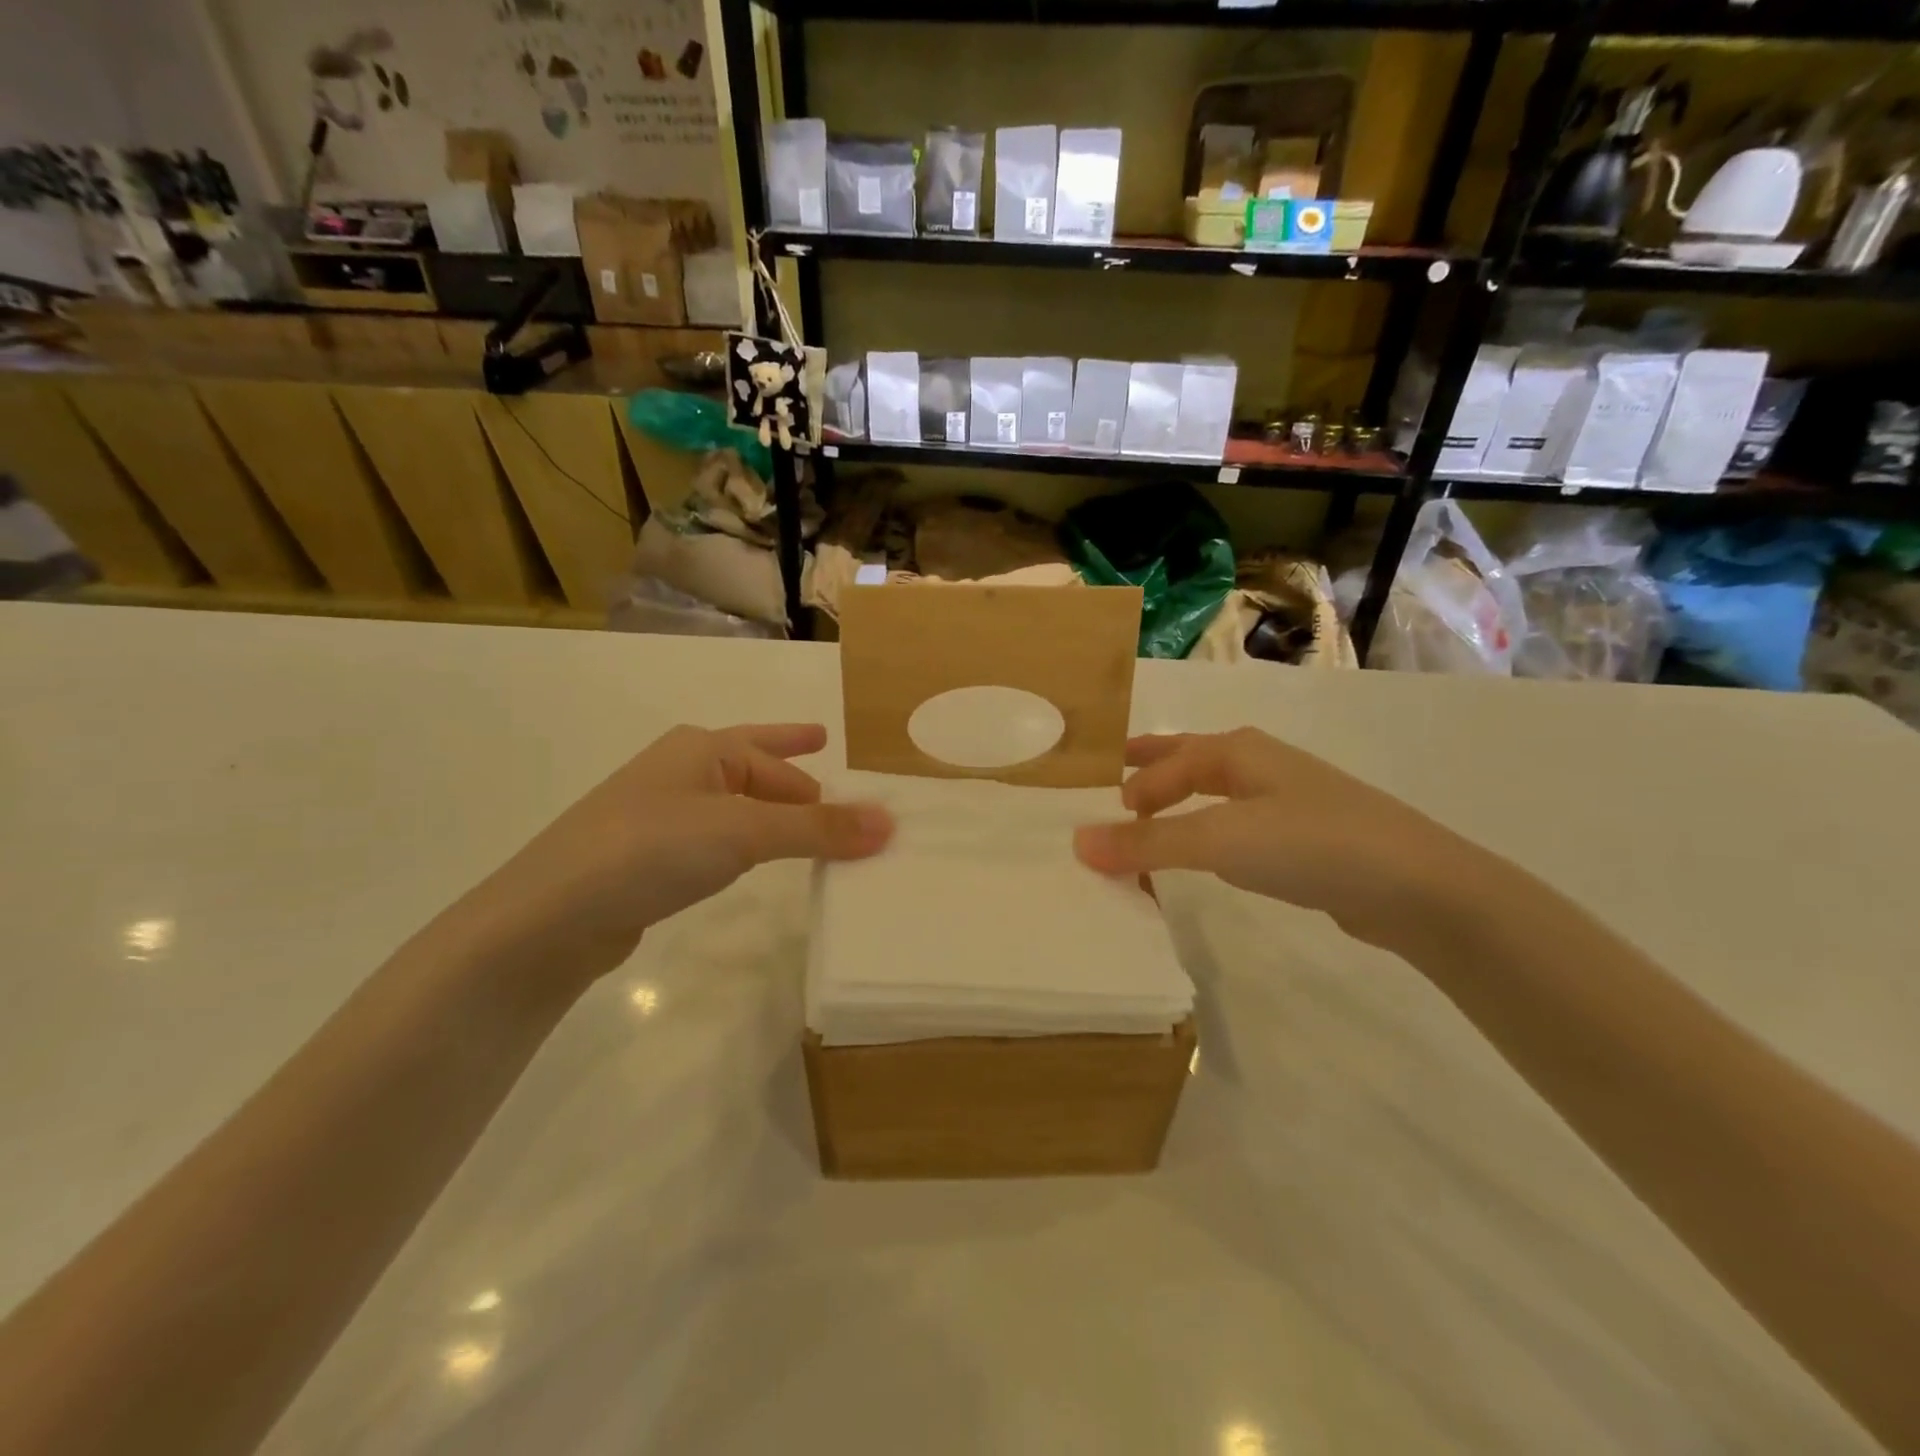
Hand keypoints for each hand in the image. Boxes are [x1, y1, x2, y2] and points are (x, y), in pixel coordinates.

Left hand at [465, 724, 891, 983]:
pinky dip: (746, 846)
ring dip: (774, 816)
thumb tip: (889, 823)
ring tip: (808, 829)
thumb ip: (817, 828)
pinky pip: (716, 841)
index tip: (861, 806)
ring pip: (736, 807)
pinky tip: (750, 862)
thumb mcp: (744, 832)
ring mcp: (661, 814)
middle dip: (797, 780)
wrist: (550, 917)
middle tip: (836, 786)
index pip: (781, 761)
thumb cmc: (651, 850)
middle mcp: (682, 771)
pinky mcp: (648, 858)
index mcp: (703, 749)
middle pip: (757, 771)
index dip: (823, 785)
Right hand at [1073, 728, 1480, 951]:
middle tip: (1115, 785)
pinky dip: (1211, 836)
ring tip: (1153, 823)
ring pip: (1217, 796)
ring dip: (1181, 807)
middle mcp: (1261, 766)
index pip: (1168, 763)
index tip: (1102, 817)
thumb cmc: (1308, 843)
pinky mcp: (1308, 839)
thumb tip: (1078, 842)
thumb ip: (1148, 843)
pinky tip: (1213, 856)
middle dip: (1153, 772)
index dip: (1132, 787)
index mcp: (1238, 752)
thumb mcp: (1219, 840)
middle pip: (1191, 762)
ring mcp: (1289, 801)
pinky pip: (1240, 828)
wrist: (1416, 887)